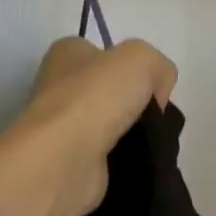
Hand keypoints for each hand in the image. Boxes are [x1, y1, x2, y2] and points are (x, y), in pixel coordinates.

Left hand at [0, 38, 177, 215]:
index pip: (103, 53)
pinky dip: (120, 159)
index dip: (131, 67)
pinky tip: (134, 162)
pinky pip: (104, 155)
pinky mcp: (67, 161)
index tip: (152, 88)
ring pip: (108, 124)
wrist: (64, 160)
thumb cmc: (96, 97)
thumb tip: (156, 96)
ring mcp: (60, 126)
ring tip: (148, 143)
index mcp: (67, 53)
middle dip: (133, 103)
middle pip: (107, 90)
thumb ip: (158, 67)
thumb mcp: (141, 59)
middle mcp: (57, 86)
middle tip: (154, 118)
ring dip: (129, 134)